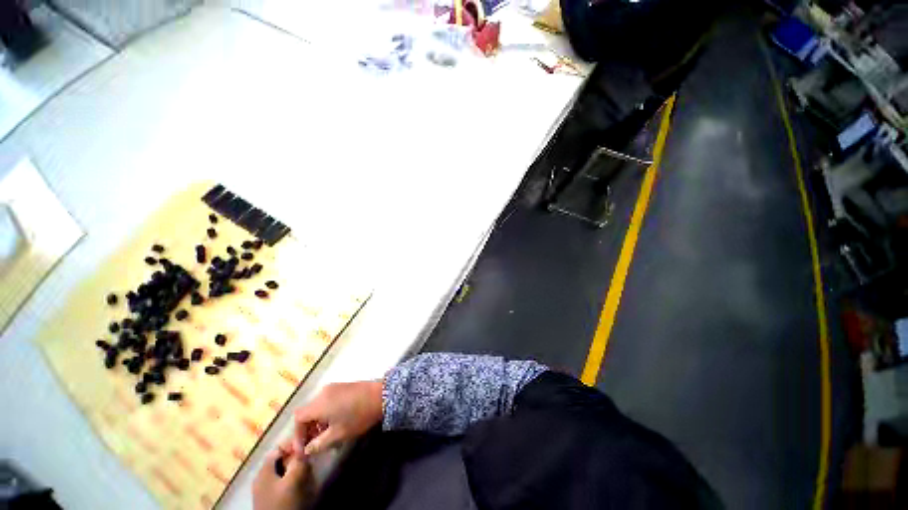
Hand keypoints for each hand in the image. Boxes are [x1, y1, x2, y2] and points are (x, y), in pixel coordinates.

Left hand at [253, 439, 312, 509]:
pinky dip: (292, 477)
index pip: (279, 447)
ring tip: (308, 468)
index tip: (309, 443)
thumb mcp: (293, 481)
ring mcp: (265, 488)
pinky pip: (283, 480)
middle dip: (296, 456)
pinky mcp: (271, 497)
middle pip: (280, 458)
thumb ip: (299, 461)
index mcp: (263, 471)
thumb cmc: (283, 504)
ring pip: (282, 469)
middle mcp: (262, 477)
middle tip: (310, 456)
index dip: (294, 443)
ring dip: (295, 467)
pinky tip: (301, 481)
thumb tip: (305, 445)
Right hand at [294, 380, 382, 454]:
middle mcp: (323, 392)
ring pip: (318, 406)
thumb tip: (306, 450)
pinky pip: (327, 400)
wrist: (381, 395)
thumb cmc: (358, 416)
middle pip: (307, 411)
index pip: (298, 418)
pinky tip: (335, 422)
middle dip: (308, 429)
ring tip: (325, 436)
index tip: (304, 448)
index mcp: (319, 403)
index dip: (298, 434)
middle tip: (314, 444)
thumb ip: (318, 444)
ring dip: (317, 421)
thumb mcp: (338, 435)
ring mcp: (334, 387)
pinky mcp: (343, 386)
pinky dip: (326, 412)